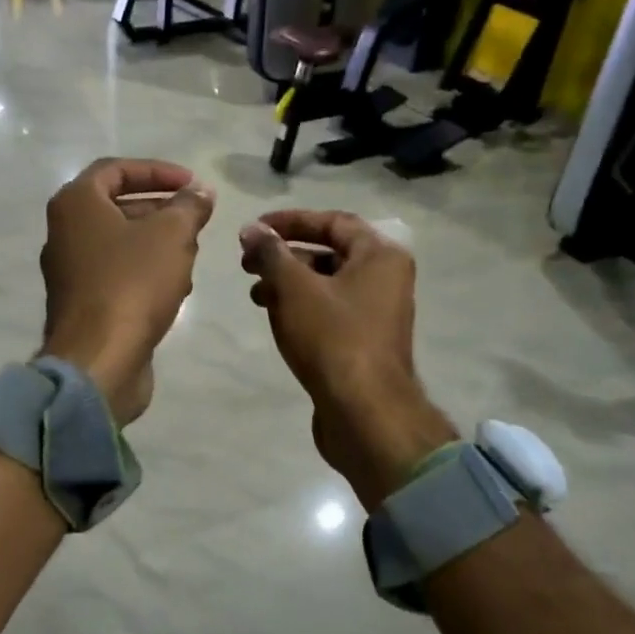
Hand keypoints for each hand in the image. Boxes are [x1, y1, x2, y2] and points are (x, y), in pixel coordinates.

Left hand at [41, 158, 214, 424]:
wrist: (99, 359)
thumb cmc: (132, 284)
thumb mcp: (172, 235)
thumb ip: (189, 207)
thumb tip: (201, 192)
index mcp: (76, 204)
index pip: (116, 169)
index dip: (157, 171)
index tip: (192, 184)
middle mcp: (65, 233)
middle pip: (117, 207)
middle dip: (161, 210)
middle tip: (195, 219)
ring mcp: (71, 272)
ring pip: (120, 244)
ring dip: (157, 244)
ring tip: (192, 253)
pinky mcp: (83, 305)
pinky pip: (117, 276)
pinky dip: (146, 273)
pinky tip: (177, 289)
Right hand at [240, 210, 456, 508]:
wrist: (364, 412)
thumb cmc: (332, 339)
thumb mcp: (295, 289)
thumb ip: (272, 254)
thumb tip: (251, 230)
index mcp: (380, 256)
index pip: (333, 221)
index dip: (291, 221)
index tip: (255, 229)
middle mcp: (385, 279)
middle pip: (330, 253)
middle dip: (285, 256)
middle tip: (248, 263)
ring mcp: (377, 313)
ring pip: (327, 285)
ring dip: (289, 283)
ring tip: (256, 294)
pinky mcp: (364, 343)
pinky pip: (330, 312)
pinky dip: (302, 308)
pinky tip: (275, 319)